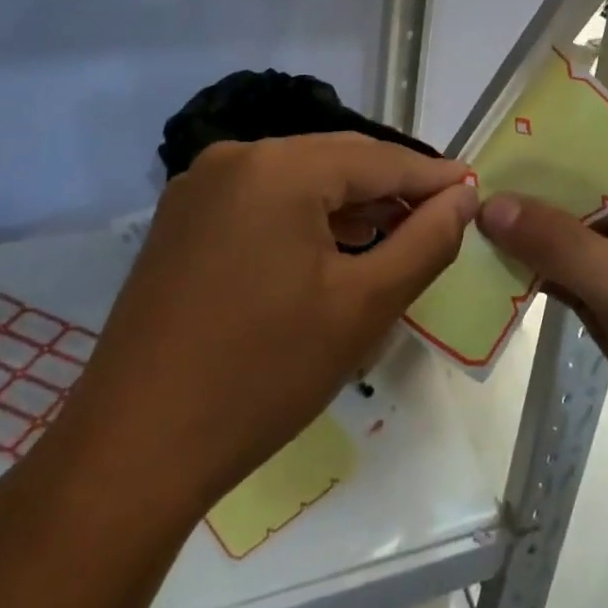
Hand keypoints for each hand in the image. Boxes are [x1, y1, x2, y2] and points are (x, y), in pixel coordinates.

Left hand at [47, 133, 477, 520]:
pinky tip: (331, 248)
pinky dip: (303, 218)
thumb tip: (463, 196)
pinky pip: (261, 201)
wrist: (135, 449)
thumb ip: (425, 241)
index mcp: (278, 168)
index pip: (377, 159)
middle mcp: (234, 159)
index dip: (430, 176)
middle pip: (335, 161)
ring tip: (395, 233)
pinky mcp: (181, 221)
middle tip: (441, 216)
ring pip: (297, 180)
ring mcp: (200, 188)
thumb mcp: (363, 307)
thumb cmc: (262, 375)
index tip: (473, 190)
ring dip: (348, 204)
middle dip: (390, 188)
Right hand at [477, 171, 607, 506]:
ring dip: (526, 240)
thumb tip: (490, 204)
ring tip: (464, 224)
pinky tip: (488, 269)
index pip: (604, 160)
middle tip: (464, 190)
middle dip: (530, 199)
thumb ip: (561, 245)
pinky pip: (569, 282)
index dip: (549, 154)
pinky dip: (534, 277)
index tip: (491, 150)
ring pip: (570, 243)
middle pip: (582, 201)